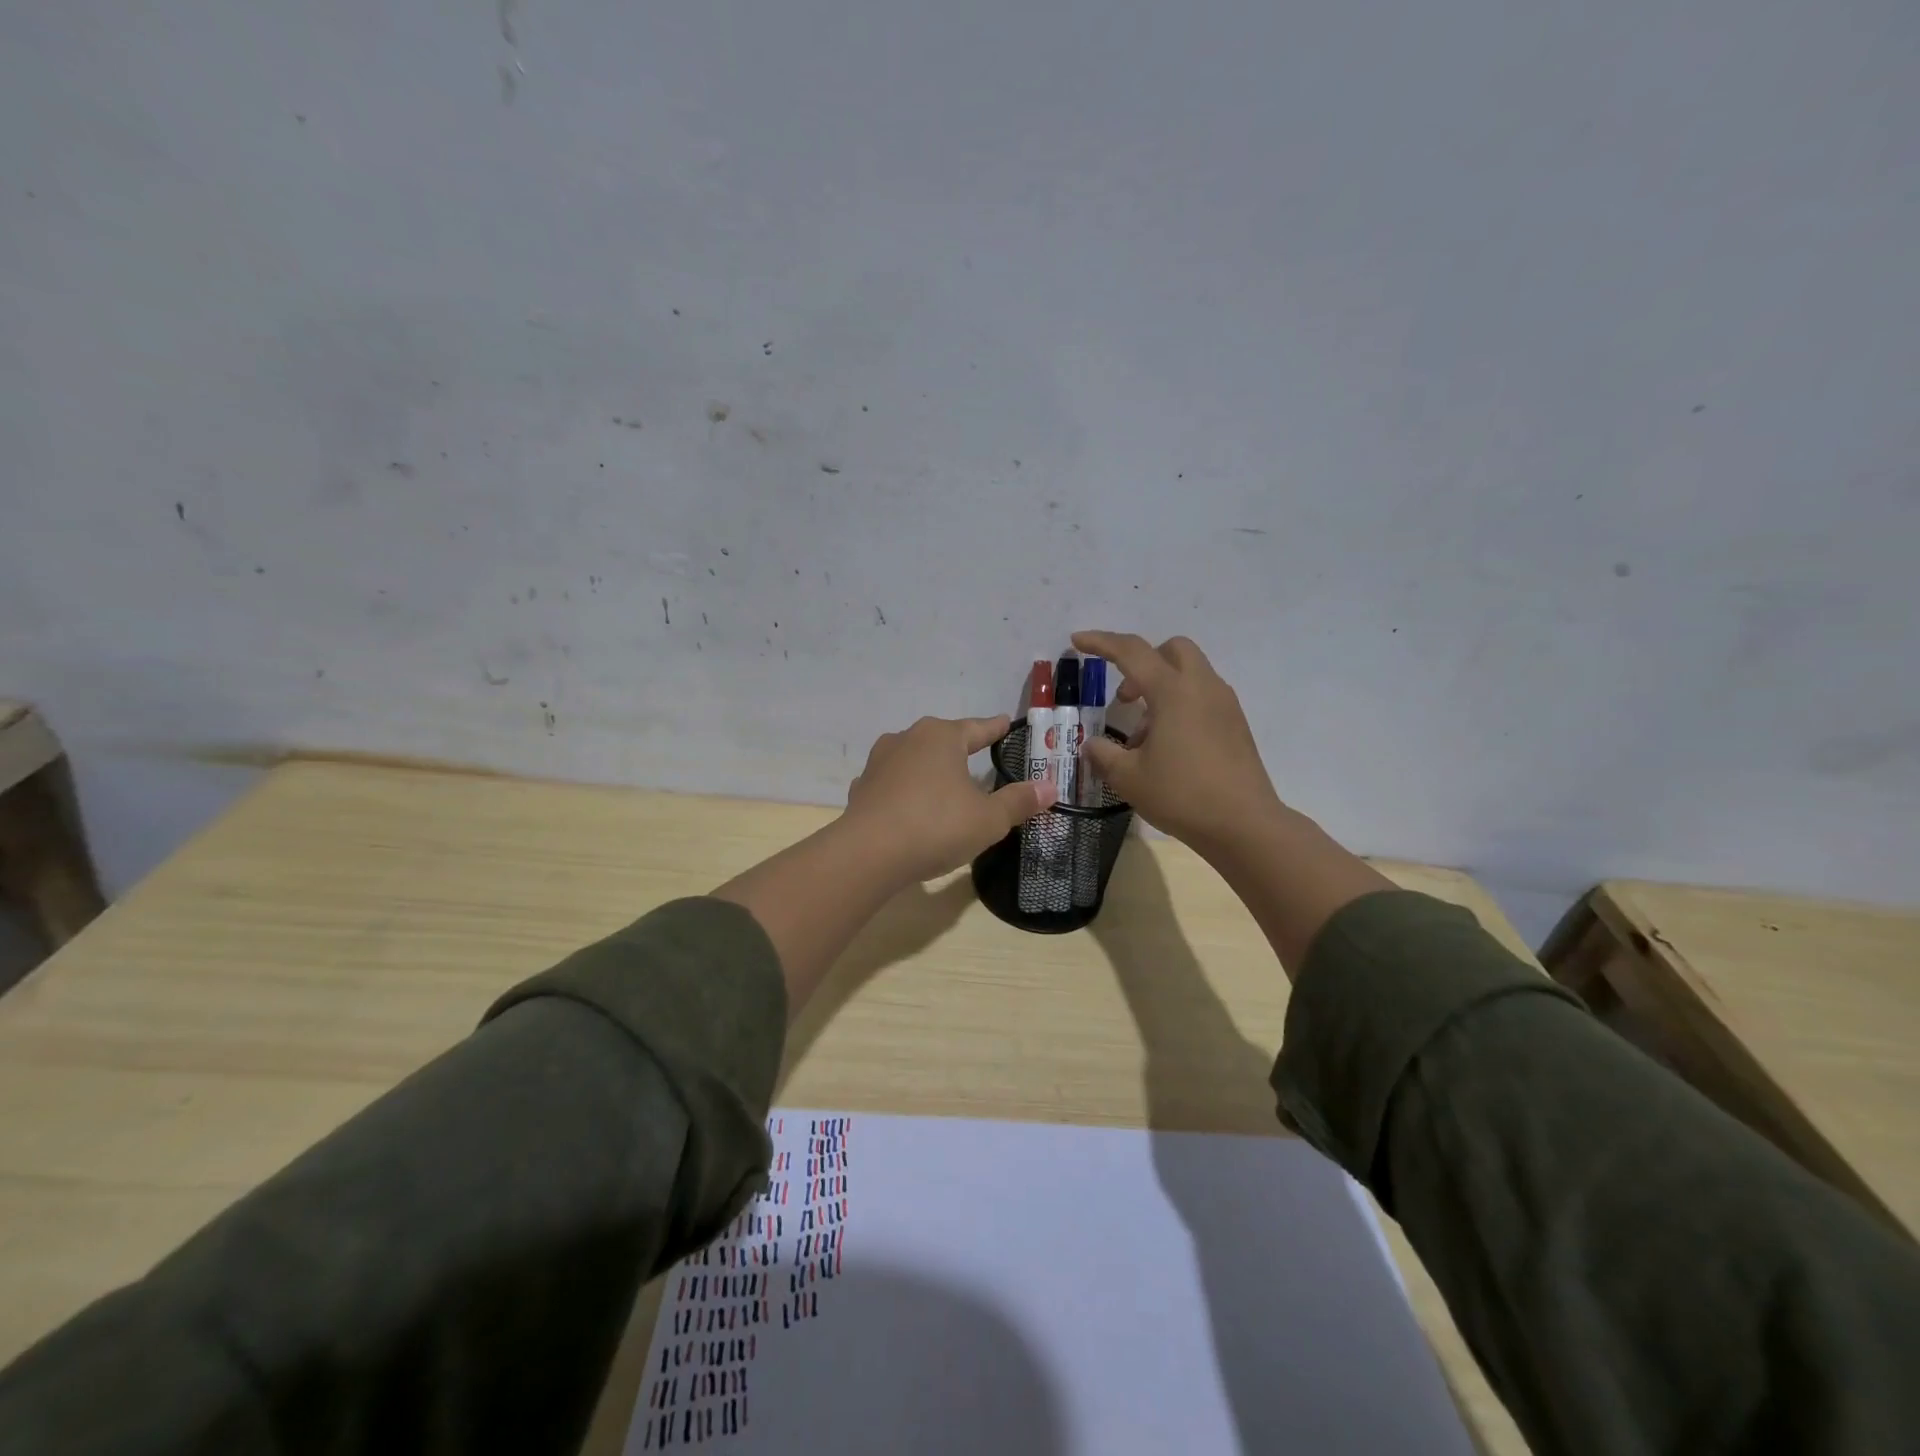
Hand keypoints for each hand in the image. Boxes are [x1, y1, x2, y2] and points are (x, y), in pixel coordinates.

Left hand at [842, 715, 1056, 885]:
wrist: (868, 853)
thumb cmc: (936, 826)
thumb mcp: (987, 819)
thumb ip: (1018, 802)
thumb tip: (1050, 787)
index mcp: (942, 737)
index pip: (977, 728)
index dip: (995, 728)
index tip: (1005, 722)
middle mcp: (908, 739)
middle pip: (942, 739)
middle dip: (960, 747)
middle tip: (978, 753)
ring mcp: (879, 762)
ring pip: (913, 758)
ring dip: (928, 767)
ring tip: (942, 780)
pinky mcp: (862, 788)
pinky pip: (891, 783)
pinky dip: (903, 790)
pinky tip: (907, 804)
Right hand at [1071, 631, 1283, 859]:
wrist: (1244, 824)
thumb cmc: (1182, 795)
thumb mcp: (1129, 778)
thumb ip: (1104, 755)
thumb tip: (1093, 746)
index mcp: (1173, 692)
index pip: (1131, 652)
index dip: (1101, 643)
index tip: (1077, 641)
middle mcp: (1202, 687)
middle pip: (1171, 649)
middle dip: (1142, 661)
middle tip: (1125, 698)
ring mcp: (1224, 704)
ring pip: (1189, 672)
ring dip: (1161, 687)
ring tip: (1143, 735)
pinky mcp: (1236, 723)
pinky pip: (1203, 695)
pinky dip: (1181, 704)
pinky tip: (1169, 745)